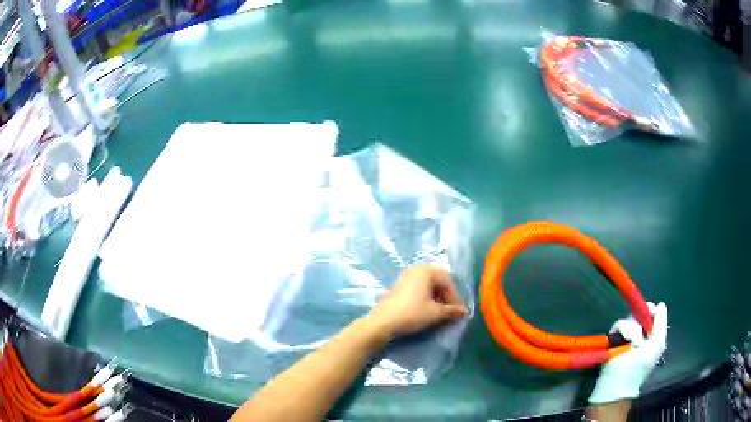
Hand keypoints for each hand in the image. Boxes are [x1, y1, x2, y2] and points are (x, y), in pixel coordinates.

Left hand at [367, 265, 467, 337]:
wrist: (383, 322)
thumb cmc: (412, 313)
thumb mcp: (435, 313)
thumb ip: (452, 310)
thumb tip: (465, 311)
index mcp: (426, 270)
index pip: (447, 281)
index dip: (454, 296)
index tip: (455, 311)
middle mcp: (416, 269)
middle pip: (438, 281)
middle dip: (445, 296)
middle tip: (447, 311)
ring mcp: (405, 276)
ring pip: (427, 285)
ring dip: (436, 297)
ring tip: (437, 312)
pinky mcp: (398, 285)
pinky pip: (418, 288)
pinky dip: (425, 297)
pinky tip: (424, 310)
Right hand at [588, 302, 667, 403]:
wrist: (620, 380)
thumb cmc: (642, 364)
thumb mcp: (658, 343)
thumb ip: (661, 323)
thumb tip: (659, 304)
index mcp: (649, 334)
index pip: (651, 313)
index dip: (651, 311)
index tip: (651, 312)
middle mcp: (638, 331)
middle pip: (640, 313)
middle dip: (641, 320)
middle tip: (642, 332)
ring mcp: (625, 334)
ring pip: (630, 318)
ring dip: (633, 329)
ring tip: (633, 343)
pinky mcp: (613, 337)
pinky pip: (619, 324)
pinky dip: (624, 330)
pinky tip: (625, 341)